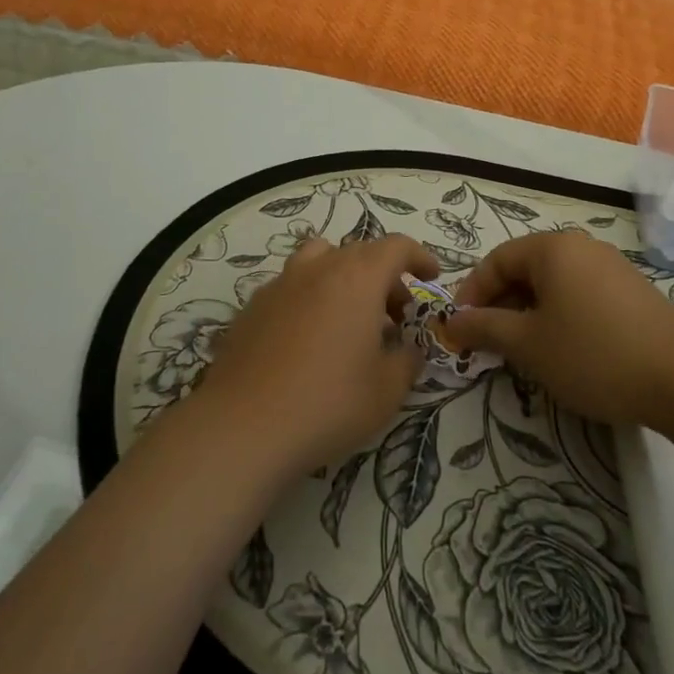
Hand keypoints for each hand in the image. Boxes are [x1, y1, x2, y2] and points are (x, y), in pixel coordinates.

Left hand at [193, 234, 437, 478]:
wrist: (243, 426)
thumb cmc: (328, 403)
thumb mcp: (387, 390)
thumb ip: (407, 360)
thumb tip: (408, 348)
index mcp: (357, 277)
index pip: (396, 246)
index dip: (418, 257)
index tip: (430, 277)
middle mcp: (318, 269)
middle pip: (359, 252)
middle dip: (384, 276)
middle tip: (396, 315)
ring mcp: (280, 284)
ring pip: (319, 260)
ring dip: (342, 278)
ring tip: (349, 318)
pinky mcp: (252, 308)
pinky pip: (291, 287)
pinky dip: (310, 298)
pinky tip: (308, 340)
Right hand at [445, 232, 673, 428]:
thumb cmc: (594, 353)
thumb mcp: (529, 344)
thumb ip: (485, 328)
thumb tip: (451, 322)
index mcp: (552, 248)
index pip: (496, 260)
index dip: (472, 294)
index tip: (460, 330)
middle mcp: (581, 247)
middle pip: (525, 269)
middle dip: (500, 305)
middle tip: (488, 344)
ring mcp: (611, 267)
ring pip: (553, 284)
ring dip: (529, 313)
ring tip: (523, 351)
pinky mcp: (632, 291)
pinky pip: (579, 294)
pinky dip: (559, 316)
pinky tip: (564, 350)